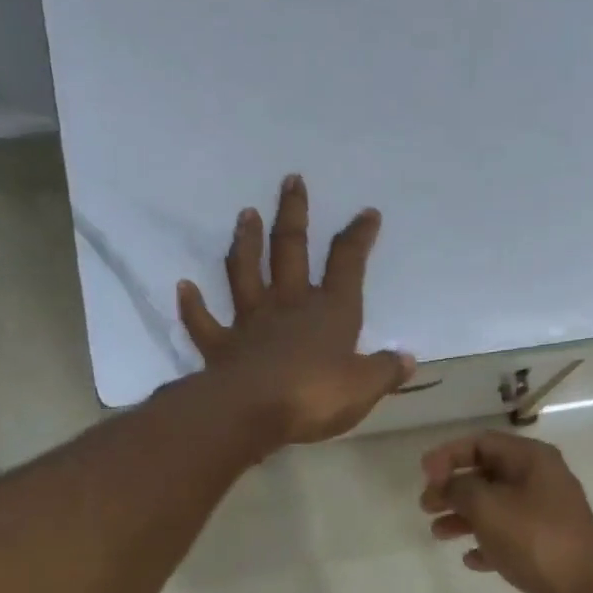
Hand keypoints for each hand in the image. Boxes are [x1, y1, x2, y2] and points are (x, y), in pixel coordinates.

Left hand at [177, 175, 413, 444]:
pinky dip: (193, 305)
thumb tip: (407, 359)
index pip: (348, 264)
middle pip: (291, 251)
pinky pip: (203, 322)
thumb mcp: (364, 388)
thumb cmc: (316, 396)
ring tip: (245, 214)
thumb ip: (385, 371)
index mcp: (331, 312)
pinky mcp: (222, 346)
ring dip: (245, 243)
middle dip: (293, 215)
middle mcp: (289, 306)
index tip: (366, 212)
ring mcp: (251, 323)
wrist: (253, 412)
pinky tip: (184, 286)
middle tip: (291, 180)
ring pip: (245, 273)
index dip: (358, 237)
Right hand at [420, 432, 592, 592]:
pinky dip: (487, 544)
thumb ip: (459, 489)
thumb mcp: (488, 506)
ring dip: (465, 517)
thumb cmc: (534, 539)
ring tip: (437, 533)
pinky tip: (470, 559)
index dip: (449, 455)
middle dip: (454, 488)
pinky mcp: (547, 548)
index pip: (483, 442)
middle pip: (488, 475)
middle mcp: (542, 481)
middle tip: (426, 506)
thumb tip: (446, 484)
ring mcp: (547, 516)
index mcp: (533, 460)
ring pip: (496, 508)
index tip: (423, 475)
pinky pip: (509, 538)